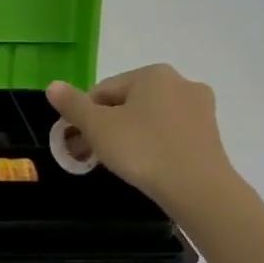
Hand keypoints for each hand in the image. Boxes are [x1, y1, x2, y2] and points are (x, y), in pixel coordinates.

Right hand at [46, 65, 231, 202]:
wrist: (198, 188)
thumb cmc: (143, 150)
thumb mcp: (98, 127)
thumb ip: (73, 105)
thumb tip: (53, 86)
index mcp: (152, 74)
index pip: (103, 90)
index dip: (85, 116)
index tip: (78, 143)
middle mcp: (180, 82)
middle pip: (128, 102)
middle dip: (107, 126)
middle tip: (93, 156)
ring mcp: (200, 107)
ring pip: (150, 117)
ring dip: (130, 134)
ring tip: (120, 163)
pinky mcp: (210, 133)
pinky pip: (171, 132)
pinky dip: (154, 144)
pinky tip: (148, 165)